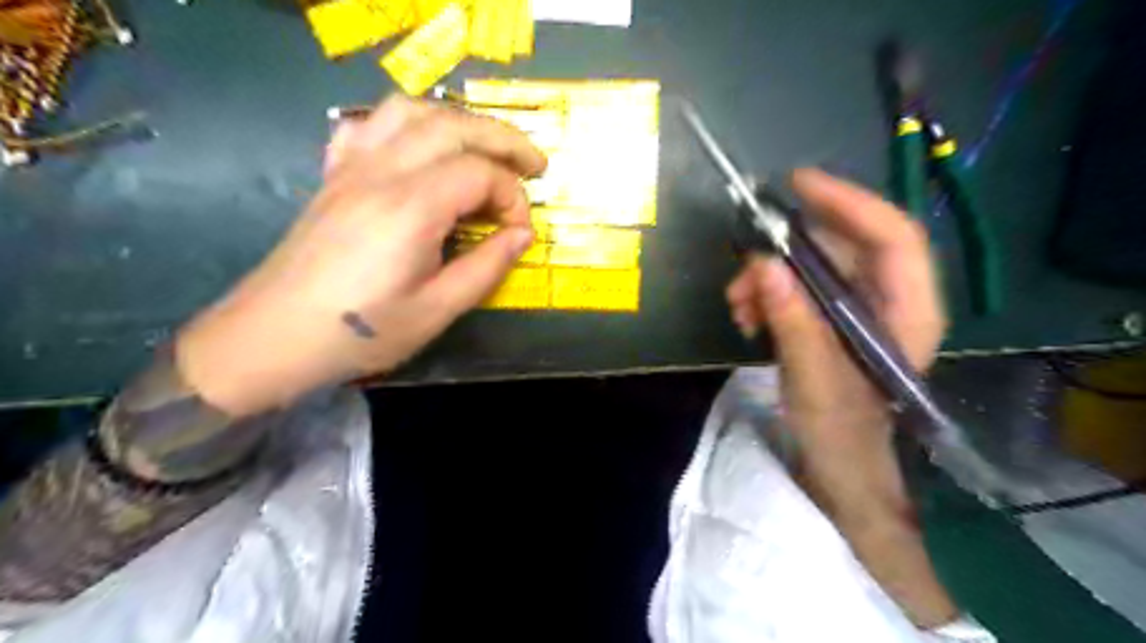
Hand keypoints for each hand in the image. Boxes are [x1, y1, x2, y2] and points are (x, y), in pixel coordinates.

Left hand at [173, 96, 543, 415]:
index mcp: (411, 208)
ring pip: (411, 111)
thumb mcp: (438, 310)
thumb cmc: (362, 332)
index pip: (480, 173)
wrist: (274, 337)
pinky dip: (406, 125)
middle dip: (504, 139)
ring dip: (457, 121)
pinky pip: (369, 125)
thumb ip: (487, 267)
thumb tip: (522, 234)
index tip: (520, 232)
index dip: (513, 197)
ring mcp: (352, 167)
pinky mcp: (334, 176)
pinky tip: (419, 149)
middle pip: (453, 125)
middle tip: (535, 164)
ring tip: (484, 147)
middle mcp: (381, 172)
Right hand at [730, 167, 953, 626]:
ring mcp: (857, 309)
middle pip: (843, 246)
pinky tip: (746, 316)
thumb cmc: (840, 432)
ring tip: (737, 305)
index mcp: (908, 310)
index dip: (849, 202)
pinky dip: (768, 294)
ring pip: (813, 266)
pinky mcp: (830, 319)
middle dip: (788, 252)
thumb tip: (763, 264)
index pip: (891, 235)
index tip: (797, 185)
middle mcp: (888, 300)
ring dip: (769, 277)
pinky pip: (799, 287)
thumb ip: (793, 319)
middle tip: (744, 267)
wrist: (837, 467)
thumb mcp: (814, 377)